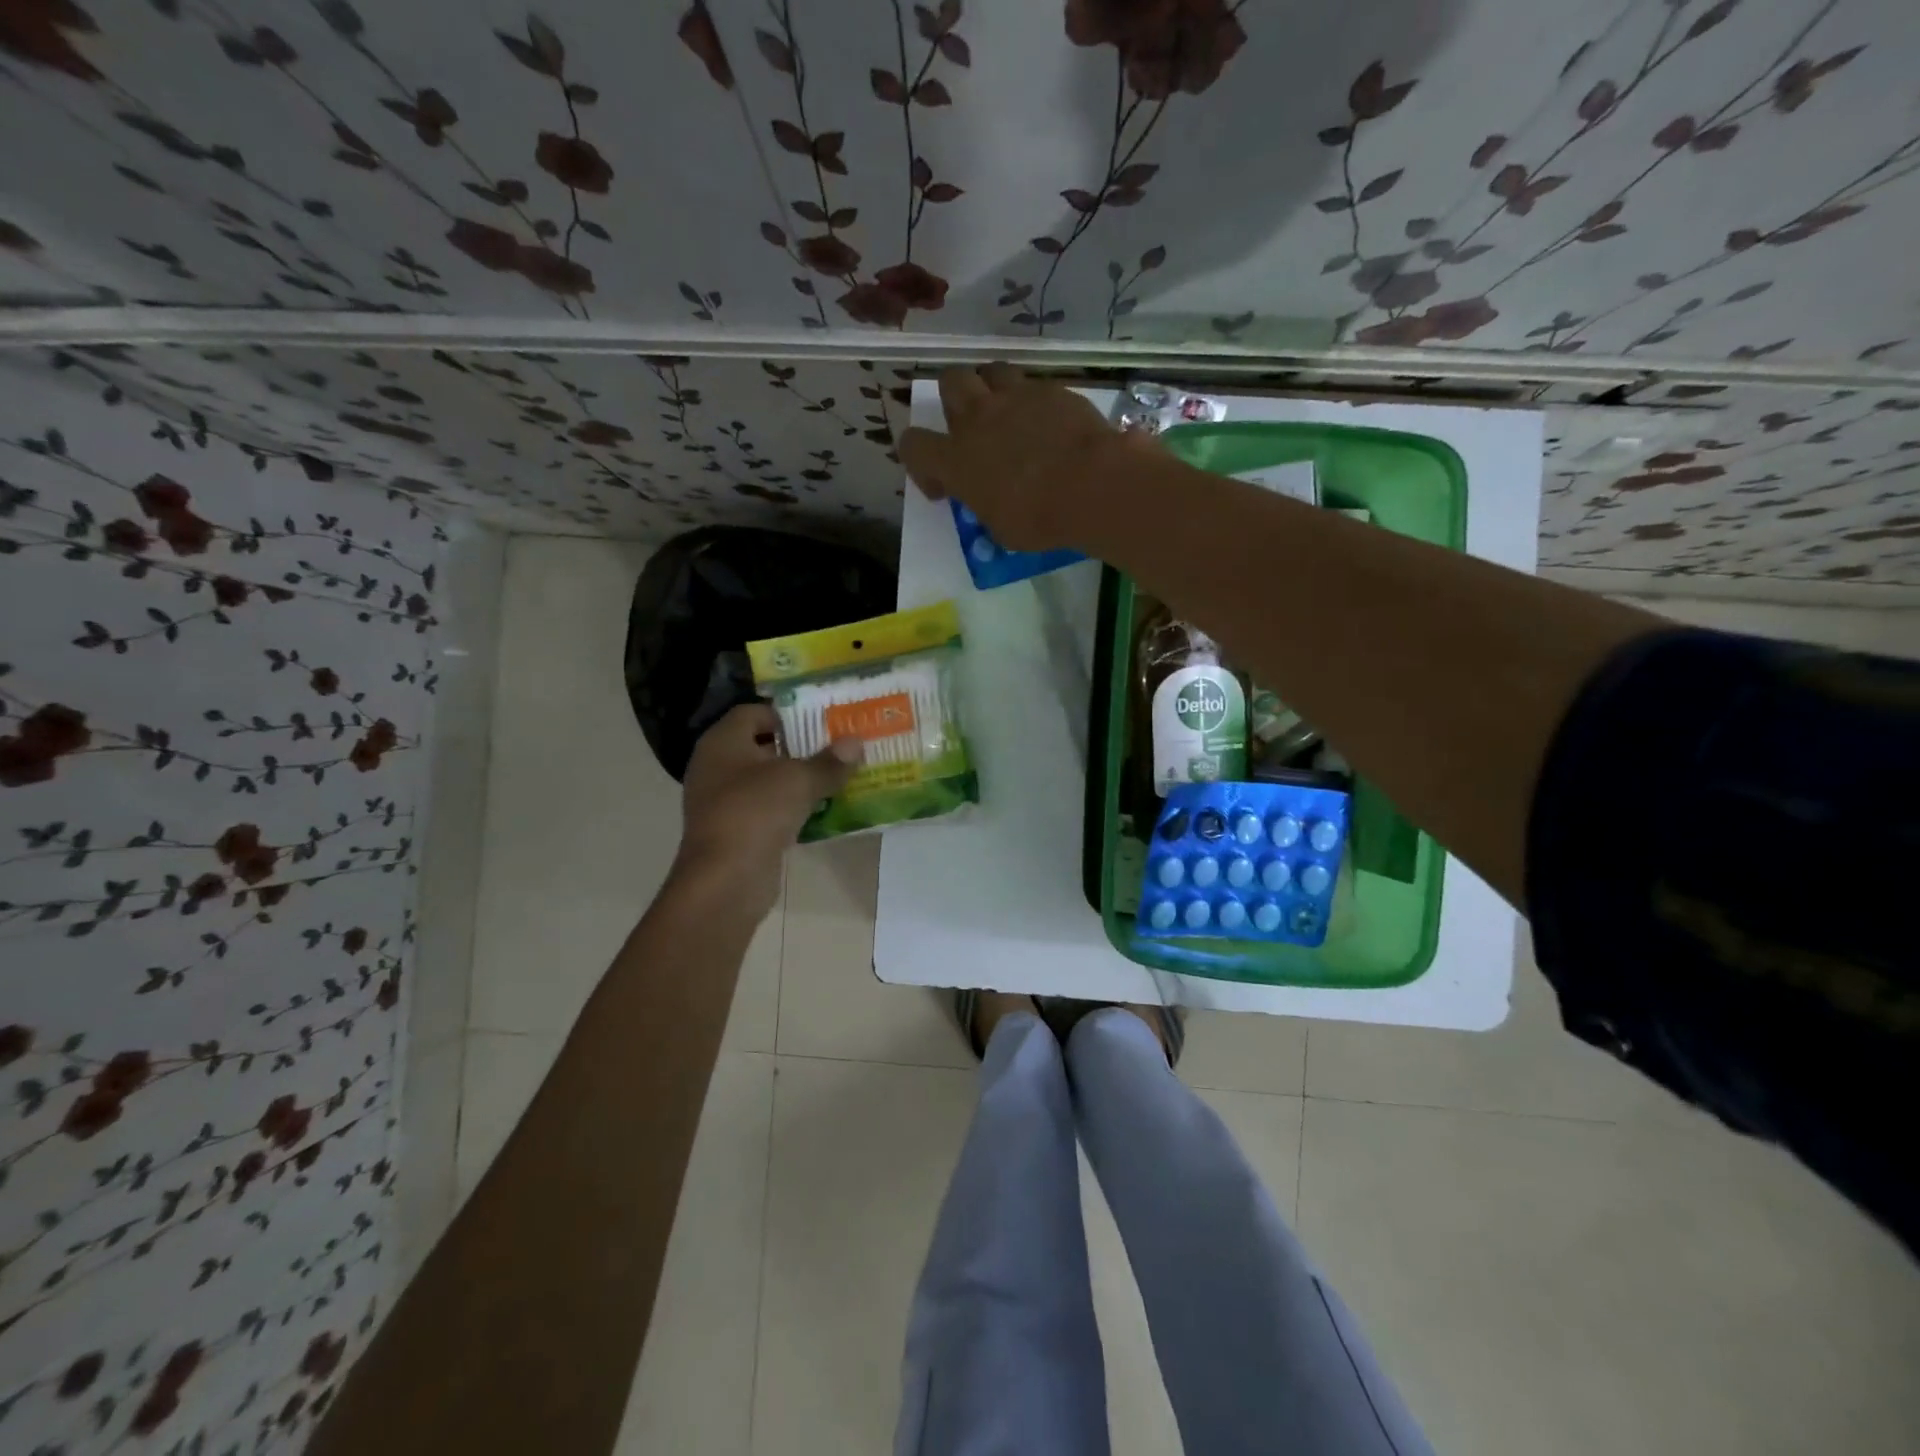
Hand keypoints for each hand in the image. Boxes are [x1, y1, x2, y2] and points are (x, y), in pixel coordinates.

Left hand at [672, 703, 859, 914]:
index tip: (821, 721)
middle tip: (837, 747)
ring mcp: (723, 801)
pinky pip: (768, 809)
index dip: (787, 714)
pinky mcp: (736, 831)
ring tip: (837, 776)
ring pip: (767, 780)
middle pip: (762, 746)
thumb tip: (856, 743)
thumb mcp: (799, 780)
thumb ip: (829, 762)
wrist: (726, 880)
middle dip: (800, 747)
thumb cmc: (756, 812)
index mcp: (722, 742)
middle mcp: (716, 766)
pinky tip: (823, 809)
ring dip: (798, 780)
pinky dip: (792, 807)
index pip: (754, 713)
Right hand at [898, 364, 1144, 552]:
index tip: (943, 485)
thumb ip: (986, 506)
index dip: (921, 463)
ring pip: (990, 370)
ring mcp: (1016, 397)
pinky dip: (1034, 401)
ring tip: (1007, 413)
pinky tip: (1049, 423)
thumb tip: (992, 501)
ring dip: (991, 388)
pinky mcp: (1051, 389)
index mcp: (956, 459)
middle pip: (950, 381)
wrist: (1091, 485)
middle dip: (954, 400)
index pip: (913, 445)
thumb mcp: (1001, 528)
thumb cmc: (1040, 519)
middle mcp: (979, 418)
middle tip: (972, 429)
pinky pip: (1033, 384)